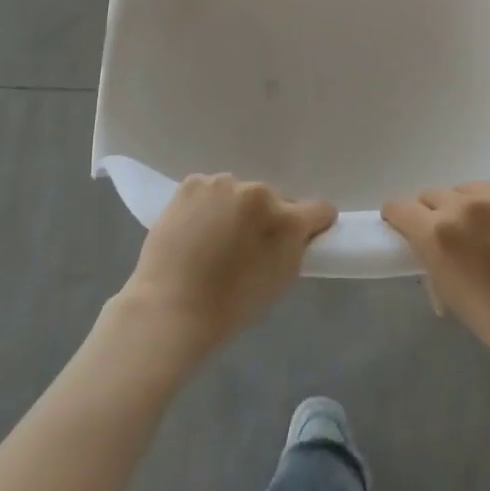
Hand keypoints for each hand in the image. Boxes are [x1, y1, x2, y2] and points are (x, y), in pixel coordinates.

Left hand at [117, 174, 336, 358]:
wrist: (170, 307)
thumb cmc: (230, 305)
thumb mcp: (280, 279)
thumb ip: (295, 247)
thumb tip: (297, 231)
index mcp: (285, 219)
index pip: (319, 209)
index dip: (313, 224)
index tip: (302, 237)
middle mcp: (259, 191)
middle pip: (275, 199)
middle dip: (267, 217)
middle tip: (247, 245)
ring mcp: (222, 183)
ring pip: (240, 193)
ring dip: (236, 208)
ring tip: (215, 238)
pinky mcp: (193, 183)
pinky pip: (211, 190)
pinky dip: (208, 204)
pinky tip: (195, 227)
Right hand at [382, 180, 489, 371]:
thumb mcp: (447, 290)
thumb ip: (429, 254)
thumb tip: (423, 238)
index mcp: (436, 233)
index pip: (400, 207)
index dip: (400, 218)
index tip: (406, 227)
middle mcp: (462, 205)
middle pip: (432, 195)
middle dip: (435, 214)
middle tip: (453, 236)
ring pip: (466, 189)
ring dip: (468, 206)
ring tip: (488, 231)